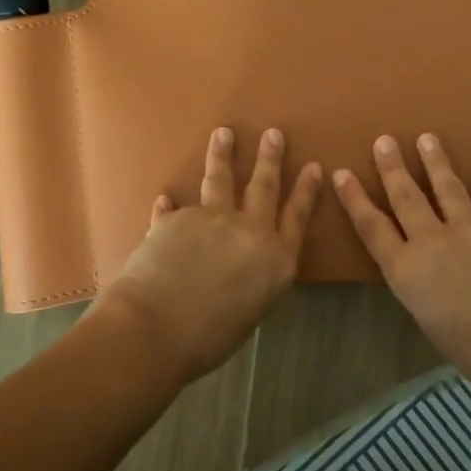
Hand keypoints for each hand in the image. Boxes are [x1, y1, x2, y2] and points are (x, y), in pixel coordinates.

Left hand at [104, 126, 322, 381]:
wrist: (156, 329)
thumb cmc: (209, 338)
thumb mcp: (252, 310)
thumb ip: (255, 278)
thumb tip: (244, 264)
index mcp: (276, 259)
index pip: (298, 216)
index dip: (307, 190)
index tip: (314, 166)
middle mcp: (250, 231)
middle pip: (264, 186)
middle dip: (270, 157)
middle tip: (273, 133)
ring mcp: (213, 219)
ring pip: (221, 179)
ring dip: (223, 154)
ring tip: (223, 133)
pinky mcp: (177, 218)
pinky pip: (176, 208)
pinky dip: (172, 205)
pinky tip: (166, 198)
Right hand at [333, 134, 470, 398]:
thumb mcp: (430, 323)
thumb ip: (422, 290)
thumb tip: (427, 277)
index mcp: (407, 270)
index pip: (372, 227)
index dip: (355, 199)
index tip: (342, 173)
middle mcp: (432, 240)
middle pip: (405, 197)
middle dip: (392, 167)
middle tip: (384, 140)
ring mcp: (469, 228)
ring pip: (446, 187)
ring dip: (435, 161)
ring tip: (427, 138)